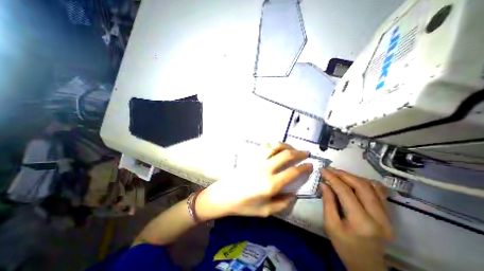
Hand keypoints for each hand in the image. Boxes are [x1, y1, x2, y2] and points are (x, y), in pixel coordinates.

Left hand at [196, 142, 313, 219]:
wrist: (224, 195)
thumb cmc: (243, 205)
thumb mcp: (265, 211)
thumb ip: (282, 203)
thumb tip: (294, 194)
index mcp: (271, 184)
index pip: (293, 171)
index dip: (304, 167)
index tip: (311, 165)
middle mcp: (266, 169)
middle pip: (286, 155)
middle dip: (299, 152)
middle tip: (306, 153)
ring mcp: (257, 161)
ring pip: (275, 147)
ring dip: (286, 146)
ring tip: (292, 149)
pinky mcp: (251, 158)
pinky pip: (264, 147)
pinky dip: (273, 145)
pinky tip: (276, 148)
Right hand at [320, 168, 389, 269]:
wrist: (367, 264)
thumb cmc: (344, 246)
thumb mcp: (330, 225)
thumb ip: (327, 202)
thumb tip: (324, 183)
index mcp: (361, 222)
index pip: (345, 191)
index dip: (332, 178)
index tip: (322, 170)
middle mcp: (379, 217)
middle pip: (361, 186)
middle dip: (342, 174)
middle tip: (329, 169)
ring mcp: (388, 216)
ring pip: (371, 186)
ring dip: (353, 176)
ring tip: (338, 173)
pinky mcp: (389, 215)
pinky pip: (379, 192)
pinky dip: (365, 182)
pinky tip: (354, 180)